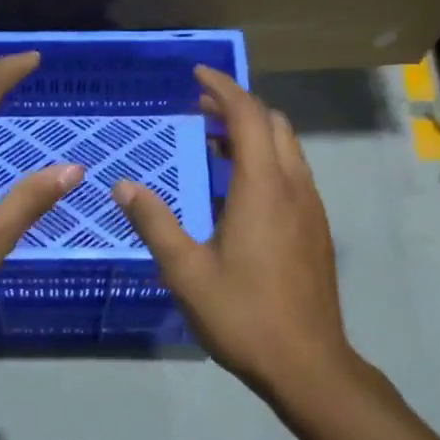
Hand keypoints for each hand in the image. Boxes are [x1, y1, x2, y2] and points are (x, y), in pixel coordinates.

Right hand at [112, 66, 355, 400]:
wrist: (308, 364)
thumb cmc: (243, 315)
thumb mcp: (186, 271)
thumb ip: (154, 223)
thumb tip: (123, 186)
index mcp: (263, 188)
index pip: (248, 116)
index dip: (223, 88)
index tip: (196, 74)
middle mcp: (294, 188)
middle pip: (273, 125)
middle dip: (238, 106)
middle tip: (199, 108)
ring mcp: (310, 209)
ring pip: (286, 150)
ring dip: (253, 134)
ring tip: (212, 143)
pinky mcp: (315, 230)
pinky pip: (291, 175)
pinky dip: (264, 161)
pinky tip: (236, 190)